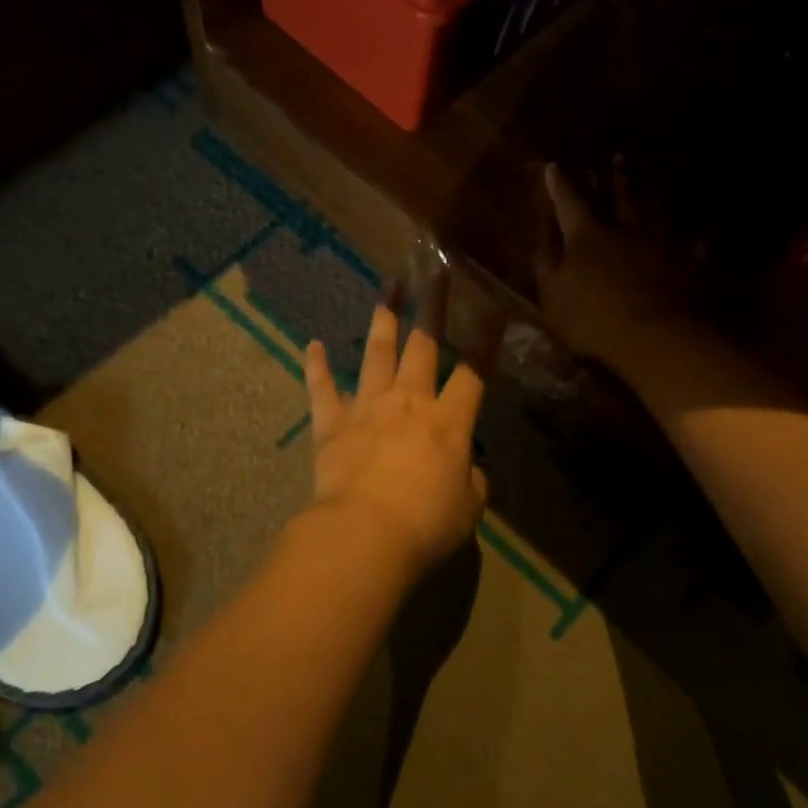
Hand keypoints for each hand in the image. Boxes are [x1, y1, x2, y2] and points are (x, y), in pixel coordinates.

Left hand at [302, 292, 488, 580]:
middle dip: (433, 308)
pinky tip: (312, 345)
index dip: (486, 344)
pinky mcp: (331, 424)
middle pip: (424, 346)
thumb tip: (465, 468)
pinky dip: (316, 366)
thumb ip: (471, 481)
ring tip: (387, 291)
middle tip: (434, 274)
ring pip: (377, 354)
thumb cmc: (426, 524)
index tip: (494, 312)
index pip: (473, 374)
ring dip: (383, 320)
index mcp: (448, 422)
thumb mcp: (468, 508)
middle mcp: (408, 402)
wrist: (364, 533)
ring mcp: (367, 408)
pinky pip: (321, 388)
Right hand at [533, 164, 686, 371]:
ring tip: (652, 179)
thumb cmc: (593, 320)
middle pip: (619, 197)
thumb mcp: (553, 296)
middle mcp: (626, 230)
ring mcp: (661, 244)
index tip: (554, 166)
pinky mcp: (689, 262)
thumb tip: (541, 236)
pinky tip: (704, 224)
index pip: (569, 204)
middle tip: (616, 156)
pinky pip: (695, 241)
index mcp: (586, 238)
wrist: (655, 337)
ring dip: (652, 193)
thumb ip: (546, 264)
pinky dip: (698, 232)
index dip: (559, 186)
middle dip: (614, 178)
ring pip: (656, 210)